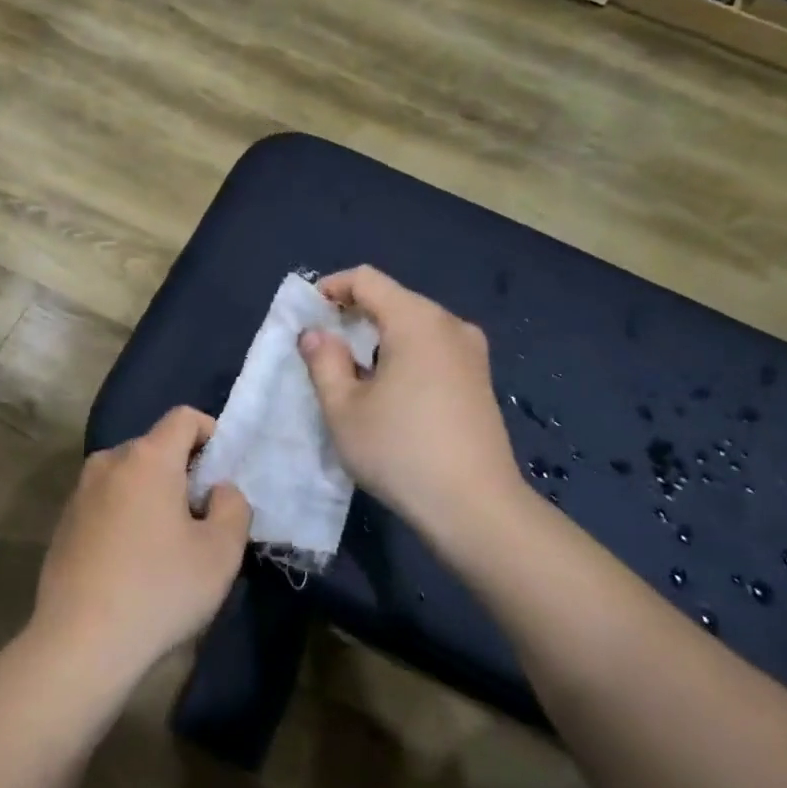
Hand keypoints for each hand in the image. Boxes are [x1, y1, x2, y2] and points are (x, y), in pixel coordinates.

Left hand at [32, 407, 251, 690]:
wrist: (80, 642)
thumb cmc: (160, 590)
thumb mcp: (221, 552)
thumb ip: (233, 506)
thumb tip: (218, 490)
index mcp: (146, 458)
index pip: (184, 417)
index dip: (212, 434)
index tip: (223, 475)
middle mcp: (107, 462)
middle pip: (155, 447)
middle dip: (184, 470)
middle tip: (202, 516)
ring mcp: (80, 492)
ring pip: (129, 475)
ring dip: (154, 494)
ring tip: (168, 542)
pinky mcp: (64, 522)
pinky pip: (107, 501)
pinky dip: (127, 513)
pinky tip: (133, 561)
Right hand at [298, 266, 523, 534]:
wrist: (475, 507)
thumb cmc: (400, 451)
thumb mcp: (343, 409)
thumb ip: (324, 362)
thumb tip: (316, 334)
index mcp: (417, 321)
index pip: (367, 279)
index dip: (330, 288)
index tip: (306, 316)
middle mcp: (449, 325)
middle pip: (393, 299)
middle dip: (353, 314)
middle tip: (322, 347)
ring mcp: (471, 352)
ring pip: (414, 325)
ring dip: (378, 337)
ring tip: (352, 372)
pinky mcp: (480, 378)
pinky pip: (433, 347)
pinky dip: (403, 354)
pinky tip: (389, 390)